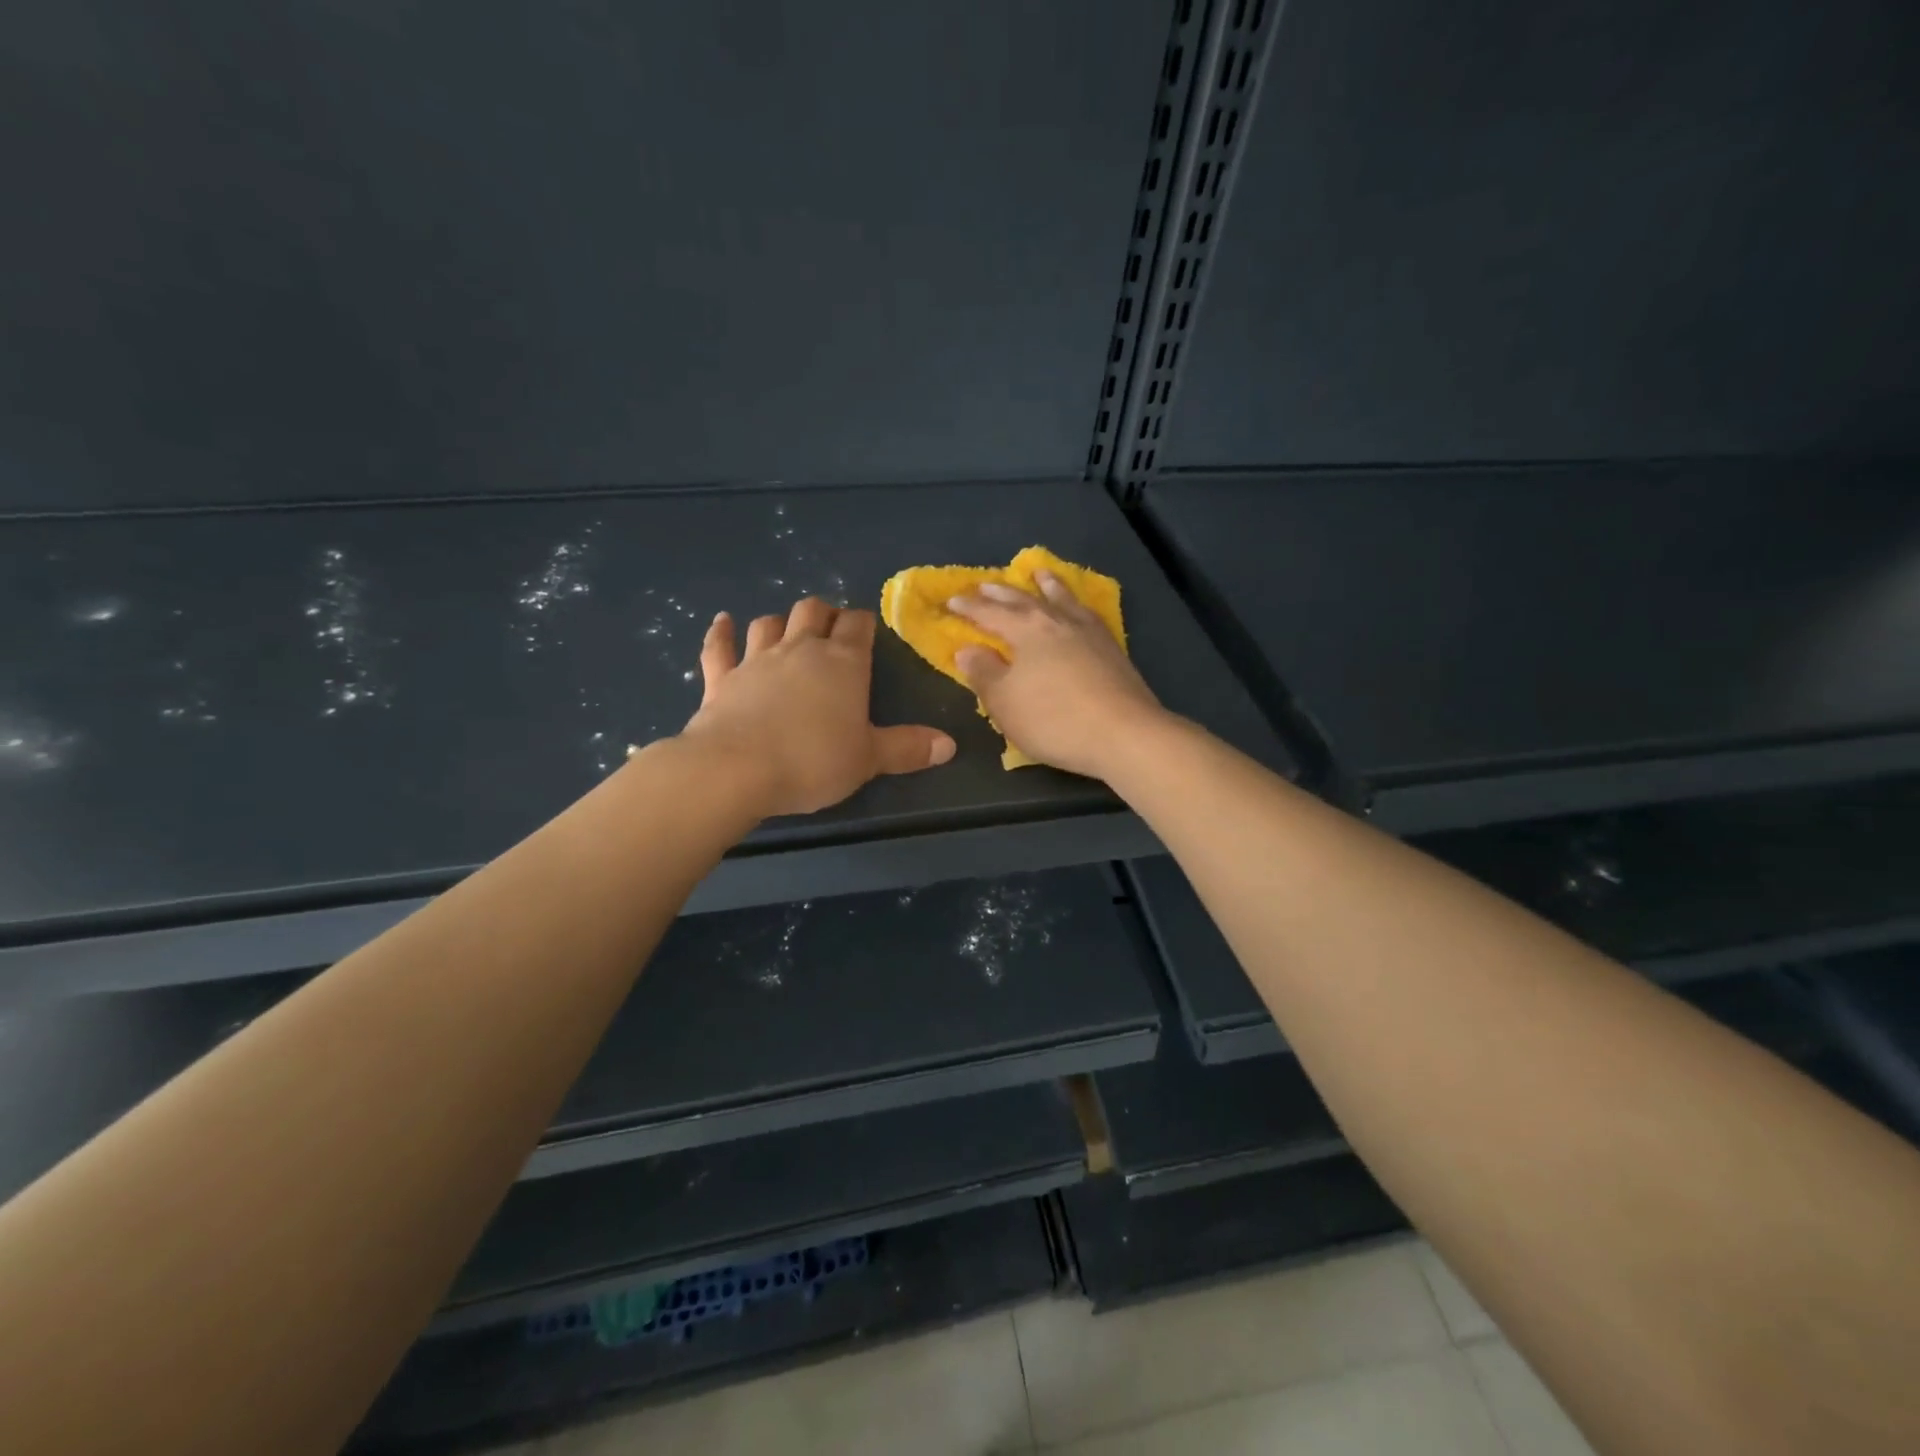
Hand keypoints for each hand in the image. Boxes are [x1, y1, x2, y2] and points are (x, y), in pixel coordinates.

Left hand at [678, 598, 954, 816]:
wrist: (735, 770)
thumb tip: (950, 745)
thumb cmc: (812, 761)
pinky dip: (721, 633)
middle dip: (824, 614)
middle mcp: (800, 649)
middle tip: (830, 628)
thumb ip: (907, 749)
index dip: (863, 623)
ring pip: (769, 624)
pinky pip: (719, 647)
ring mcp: (755, 660)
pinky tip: (722, 622)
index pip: (857, 625)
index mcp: (842, 663)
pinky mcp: (720, 679)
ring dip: (780, 622)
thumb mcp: (868, 759)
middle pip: (812, 611)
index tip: (866, 630)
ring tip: (787, 629)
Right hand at [949, 570, 1168, 779]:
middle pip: (1024, 600)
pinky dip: (1075, 603)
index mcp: (1026, 630)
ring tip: (1039, 573)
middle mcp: (1056, 621)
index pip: (989, 613)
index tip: (952, 600)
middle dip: (1001, 592)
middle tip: (985, 583)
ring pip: (1062, 599)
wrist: (1123, 734)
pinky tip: (1078, 608)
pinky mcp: (1112, 647)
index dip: (969, 607)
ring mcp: (1088, 631)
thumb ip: (983, 673)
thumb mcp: (1005, 703)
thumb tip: (967, 649)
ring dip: (1047, 585)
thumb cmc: (1054, 720)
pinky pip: (1086, 612)